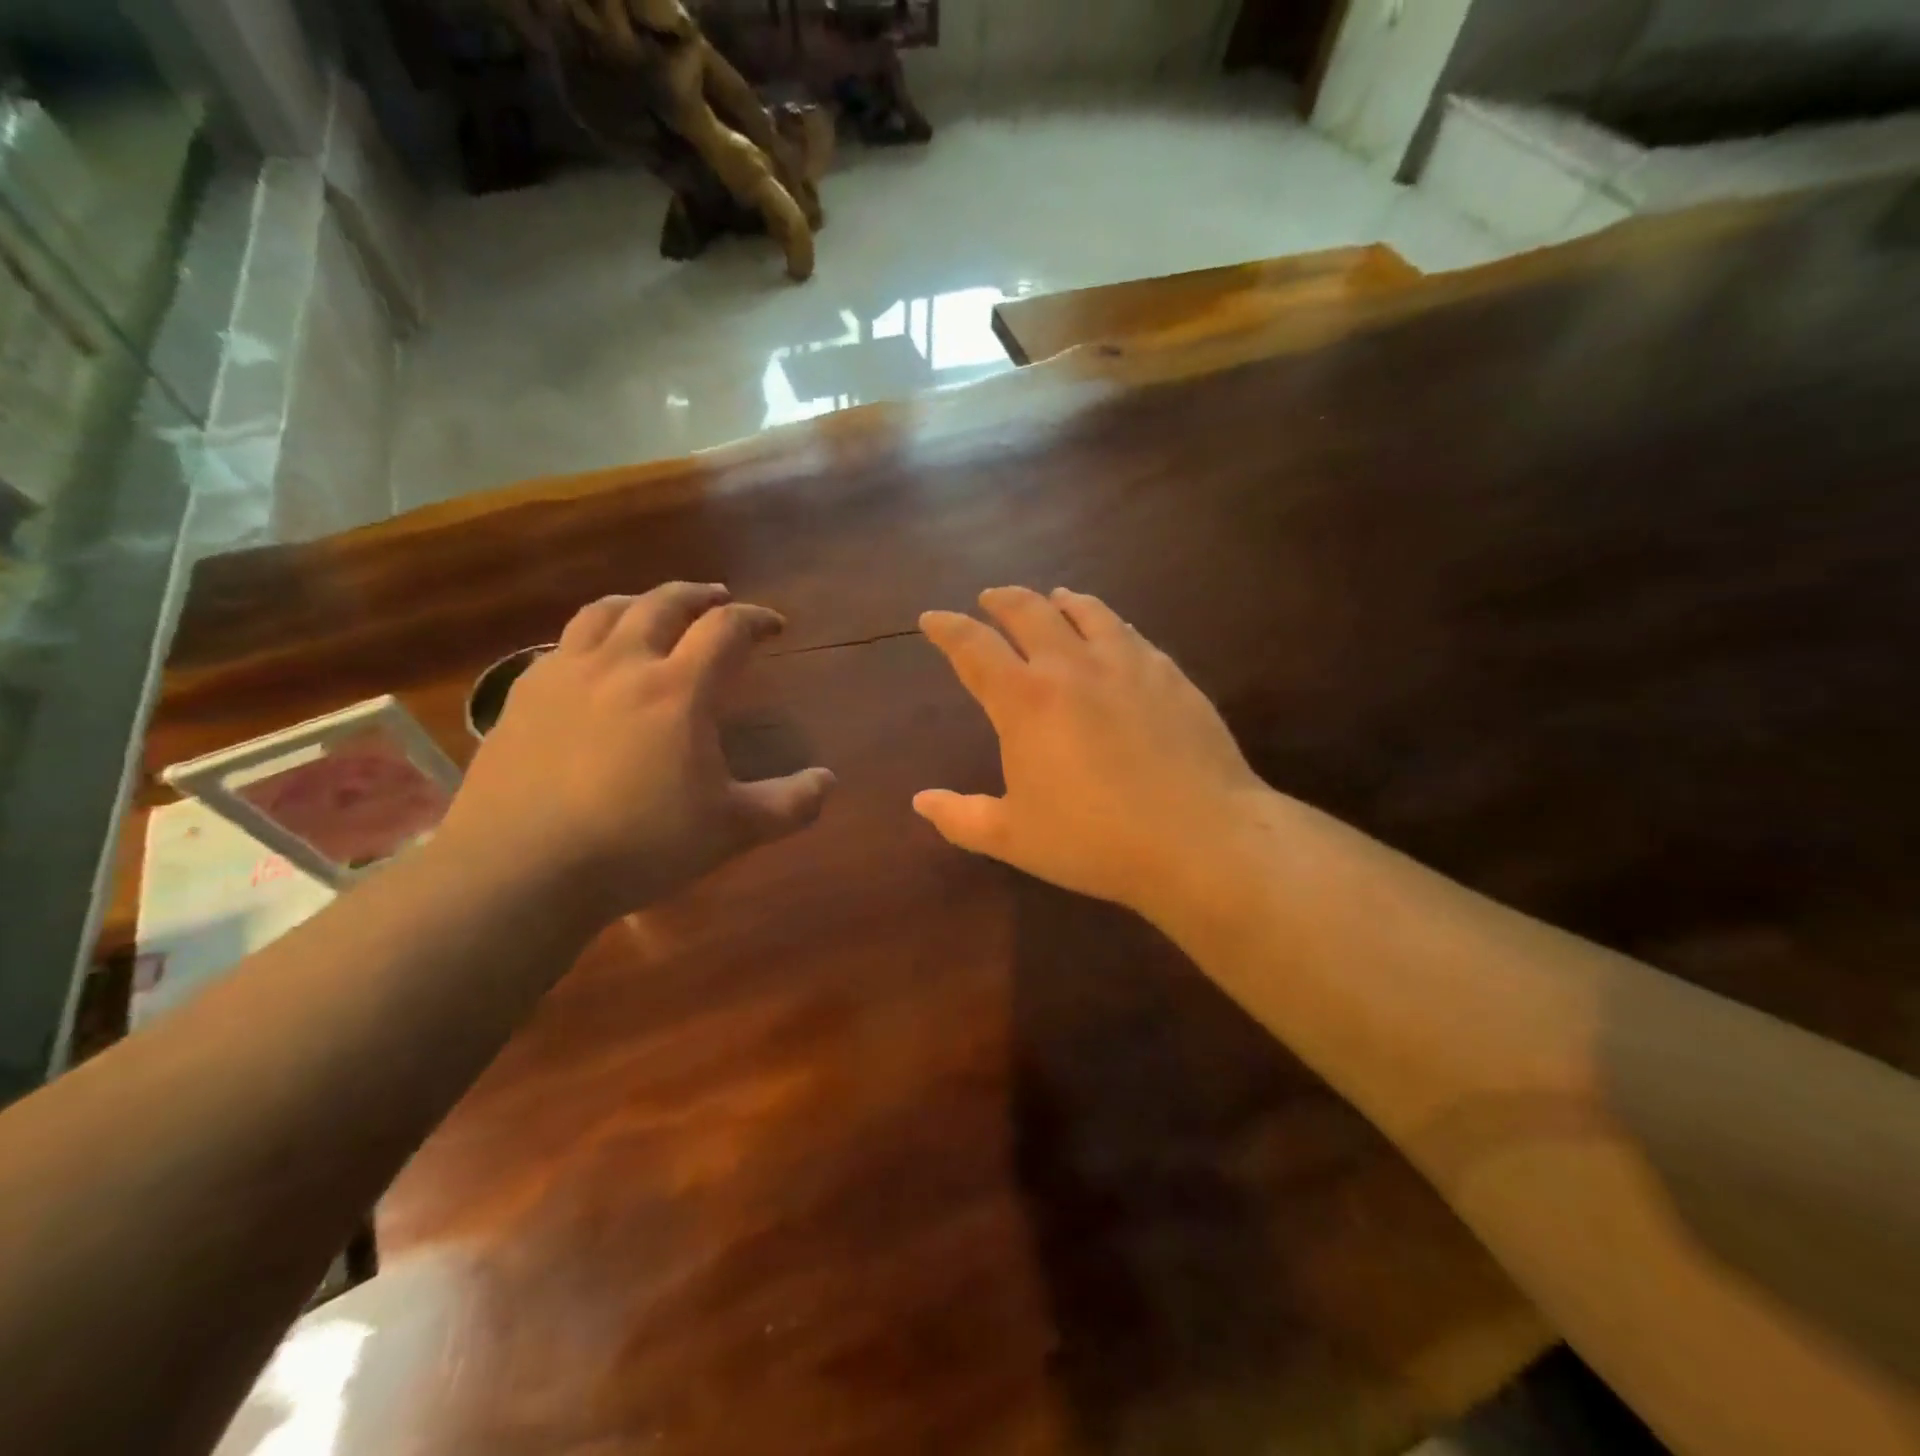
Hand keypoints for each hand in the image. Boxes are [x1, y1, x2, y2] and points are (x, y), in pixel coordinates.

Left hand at [440, 584, 834, 925]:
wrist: (521, 870)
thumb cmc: (639, 846)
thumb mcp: (731, 831)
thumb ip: (789, 804)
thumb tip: (828, 781)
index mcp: (678, 689)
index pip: (726, 629)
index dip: (755, 619)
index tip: (774, 625)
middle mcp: (621, 665)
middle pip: (663, 603)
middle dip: (699, 596)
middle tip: (719, 599)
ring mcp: (564, 675)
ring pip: (605, 612)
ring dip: (641, 602)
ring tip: (654, 609)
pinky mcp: (521, 697)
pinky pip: (561, 645)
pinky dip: (591, 637)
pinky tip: (592, 661)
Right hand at [915, 586, 1267, 917]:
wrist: (1200, 838)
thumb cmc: (1095, 840)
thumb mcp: (1014, 838)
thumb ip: (961, 817)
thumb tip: (921, 802)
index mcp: (1025, 700)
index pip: (973, 647)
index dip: (947, 628)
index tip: (931, 617)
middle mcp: (1072, 666)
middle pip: (1028, 611)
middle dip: (1001, 599)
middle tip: (989, 598)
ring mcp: (1127, 664)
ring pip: (1085, 611)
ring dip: (1058, 600)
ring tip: (1052, 598)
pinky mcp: (1169, 674)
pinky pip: (1129, 632)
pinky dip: (1108, 622)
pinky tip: (1112, 631)